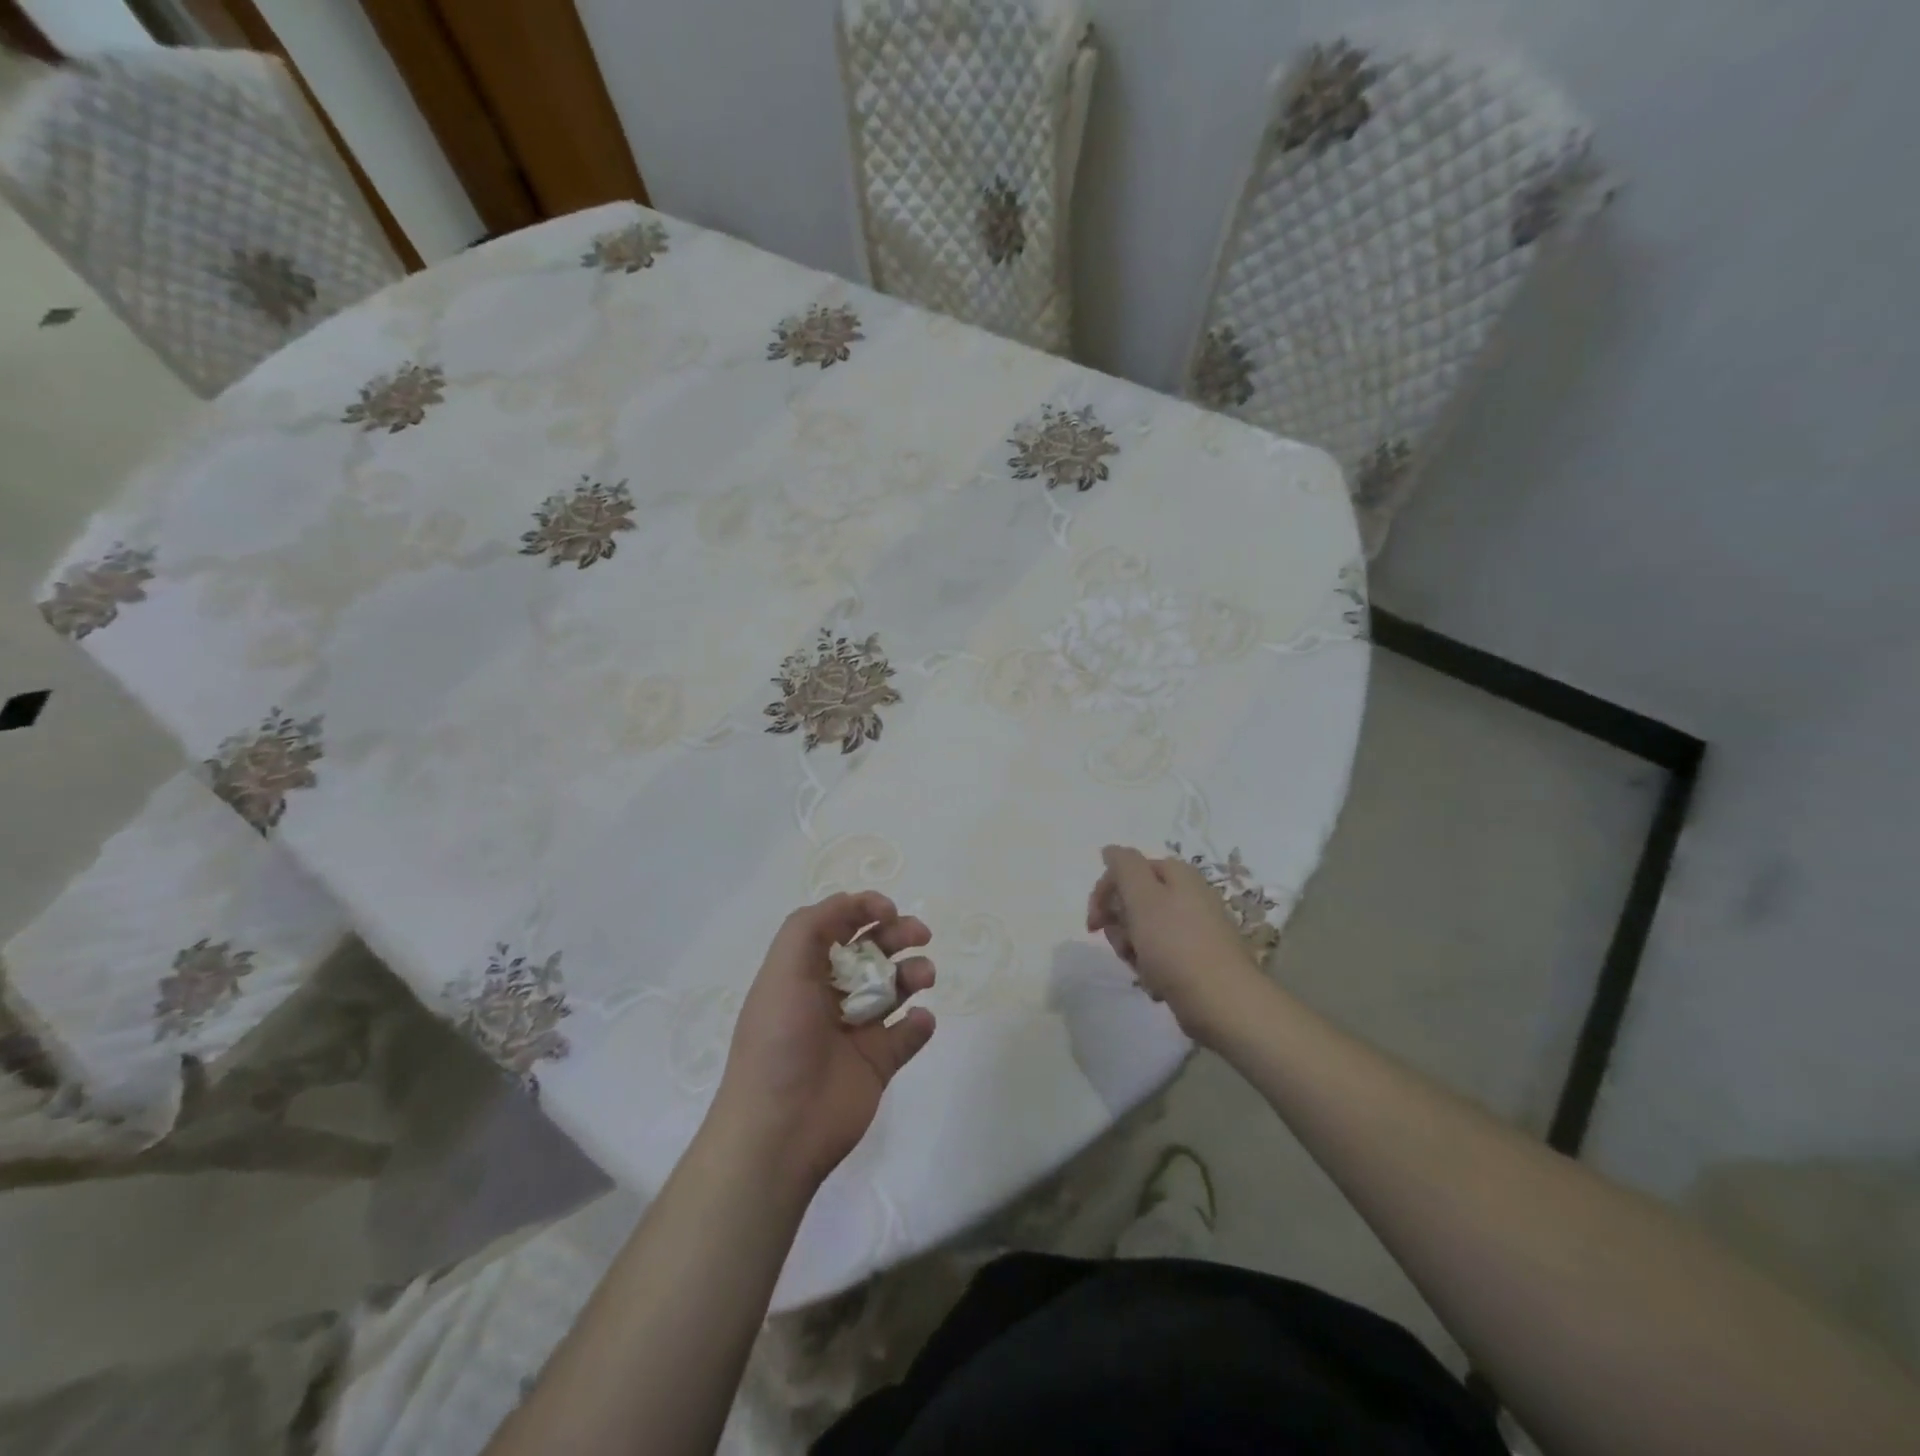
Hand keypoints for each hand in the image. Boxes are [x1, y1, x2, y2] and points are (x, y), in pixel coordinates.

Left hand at [713, 892, 934, 1190]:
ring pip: (895, 988)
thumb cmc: (778, 1041)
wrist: (779, 1131)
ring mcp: (856, 1030)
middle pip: (872, 951)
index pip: (838, 926)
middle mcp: (830, 995)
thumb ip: (811, 926)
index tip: (889, 910)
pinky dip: (920, 1024)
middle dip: (897, 935)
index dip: (864, 909)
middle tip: (920, 934)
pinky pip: (908, 1035)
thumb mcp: (782, 971)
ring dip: (914, 973)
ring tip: (924, 977)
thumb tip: (850, 902)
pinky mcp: (878, 1064)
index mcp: (803, 972)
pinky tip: (919, 1021)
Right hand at [1087, 845, 1263, 1045]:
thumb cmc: (1176, 945)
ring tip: (1142, 968)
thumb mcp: (1143, 897)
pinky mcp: (1197, 958)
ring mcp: (1195, 928)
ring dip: (1133, 949)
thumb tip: (1111, 850)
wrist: (1223, 1003)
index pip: (1127, 870)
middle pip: (1135, 901)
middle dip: (1120, 925)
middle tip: (1124, 946)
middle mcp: (1189, 896)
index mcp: (1178, 875)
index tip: (1094, 924)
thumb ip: (1124, 866)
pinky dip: (1152, 968)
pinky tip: (1156, 983)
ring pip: (1144, 931)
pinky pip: (1161, 955)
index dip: (1104, 893)